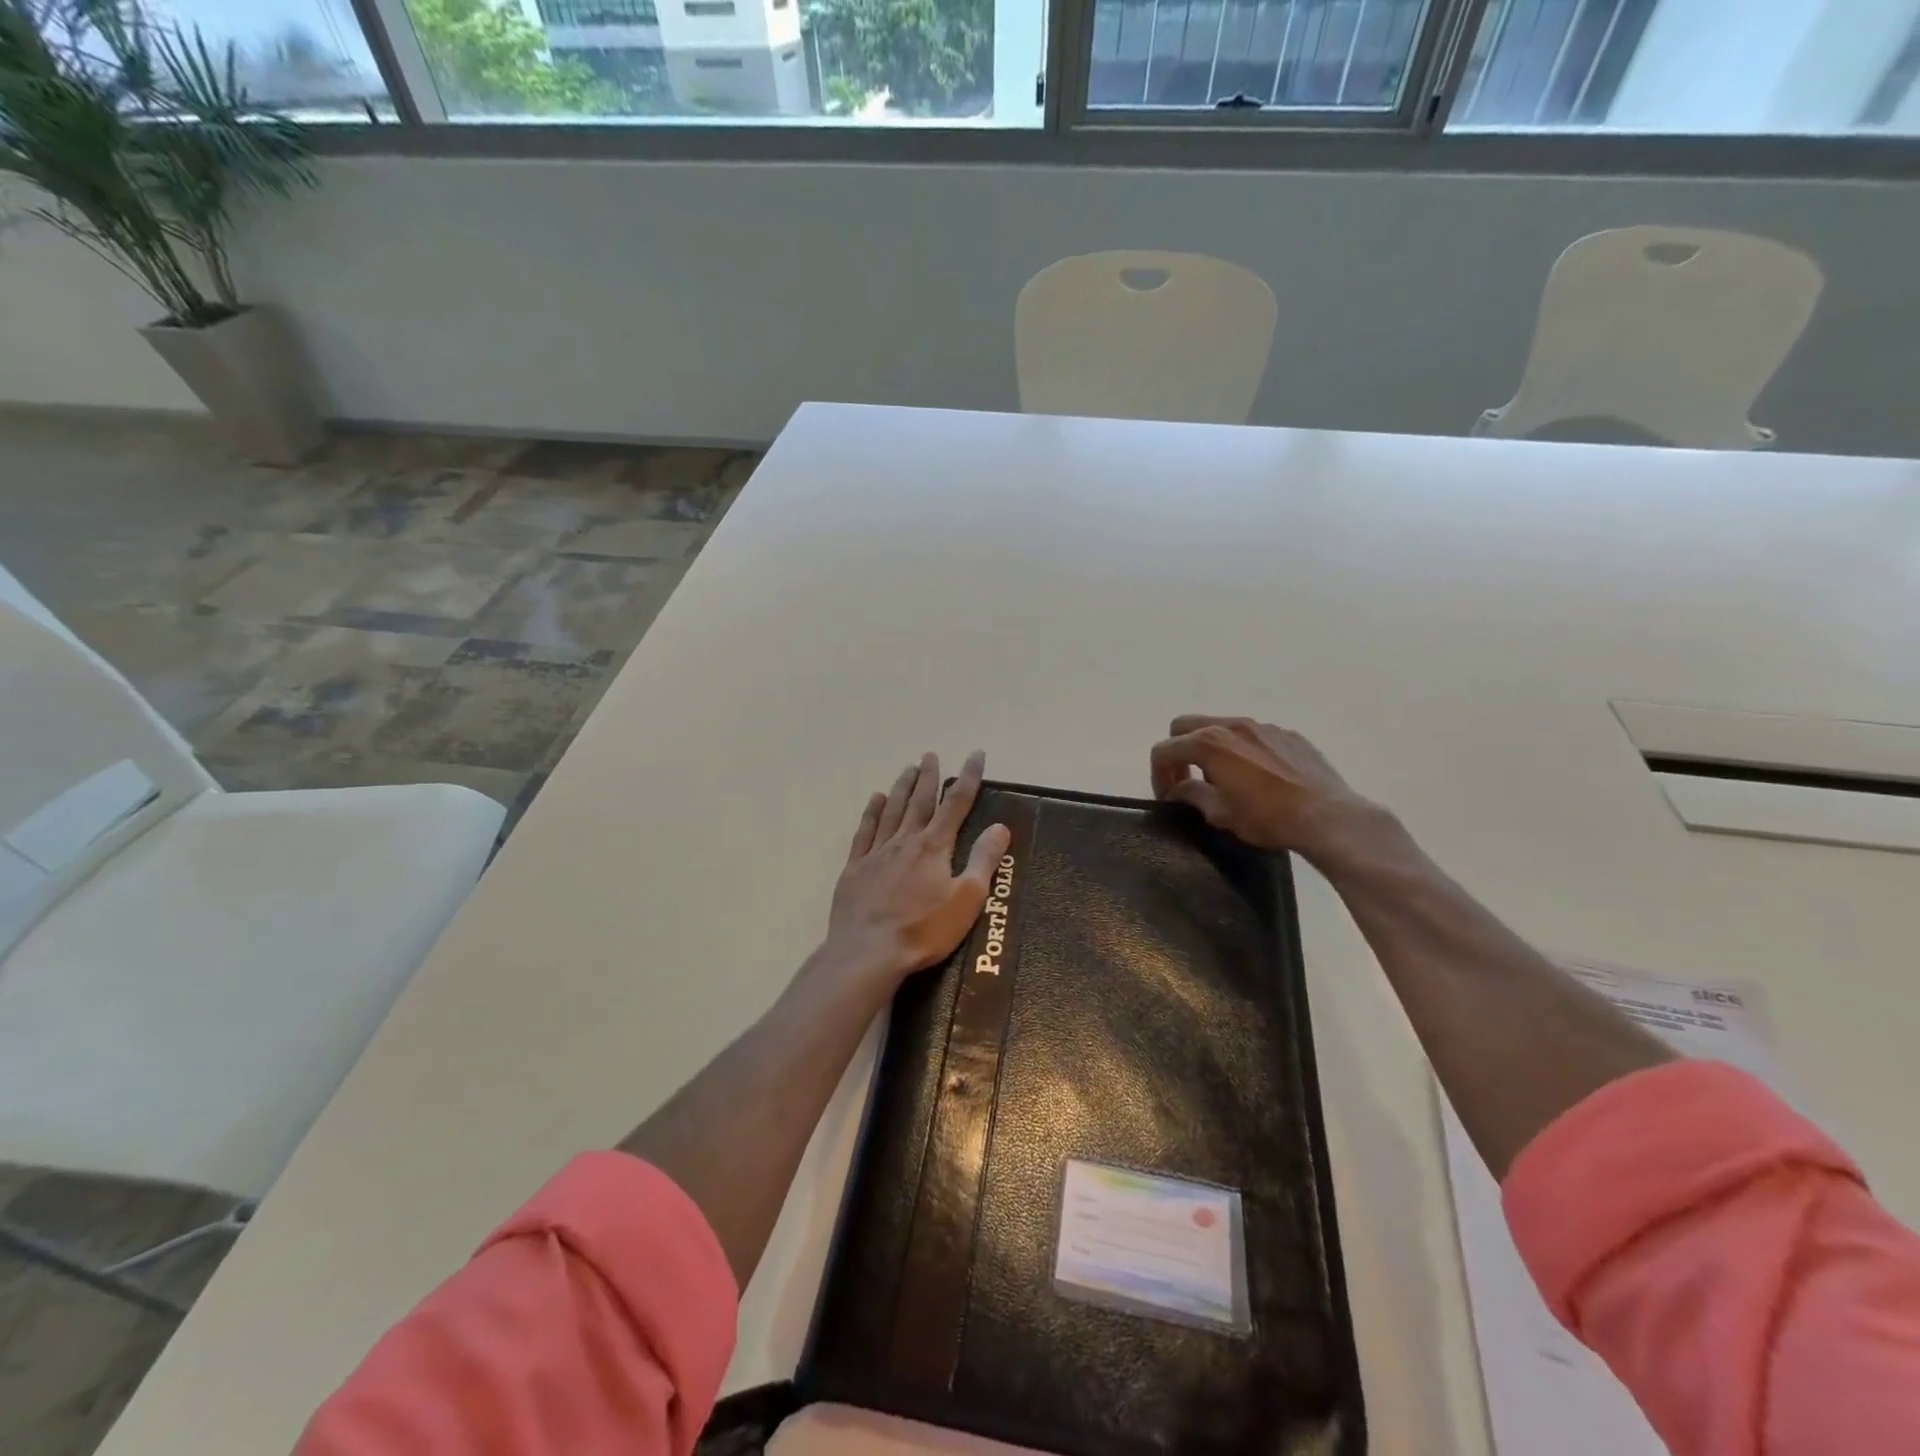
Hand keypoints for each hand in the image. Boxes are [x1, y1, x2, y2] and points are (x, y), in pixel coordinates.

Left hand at [820, 750, 1010, 989]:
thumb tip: (1000, 826)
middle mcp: (905, 840)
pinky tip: (875, 800)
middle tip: (931, 754)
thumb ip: (983, 860)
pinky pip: (865, 831)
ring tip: (908, 768)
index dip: (968, 777)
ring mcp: (877, 853)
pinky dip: (872, 812)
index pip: (956, 804)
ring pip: (892, 810)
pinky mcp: (855, 868)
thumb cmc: (924, 930)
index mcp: (934, 847)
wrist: (867, 952)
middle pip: (920, 801)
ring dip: (902, 787)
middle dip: (929, 777)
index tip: (975, 754)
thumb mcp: (966, 899)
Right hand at [1149, 715, 1376, 859]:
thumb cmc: (1267, 818)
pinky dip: (1242, 751)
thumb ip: (1192, 796)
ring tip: (1224, 779)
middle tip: (1187, 781)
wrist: (1328, 817)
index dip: (1158, 775)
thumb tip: (1179, 790)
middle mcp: (1232, 725)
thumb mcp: (1220, 814)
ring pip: (1221, 727)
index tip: (1169, 798)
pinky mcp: (1288, 734)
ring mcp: (1262, 726)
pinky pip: (1253, 735)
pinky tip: (1258, 778)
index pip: (1164, 750)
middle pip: (1185, 726)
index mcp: (1208, 743)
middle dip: (1178, 751)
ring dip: (1211, 749)